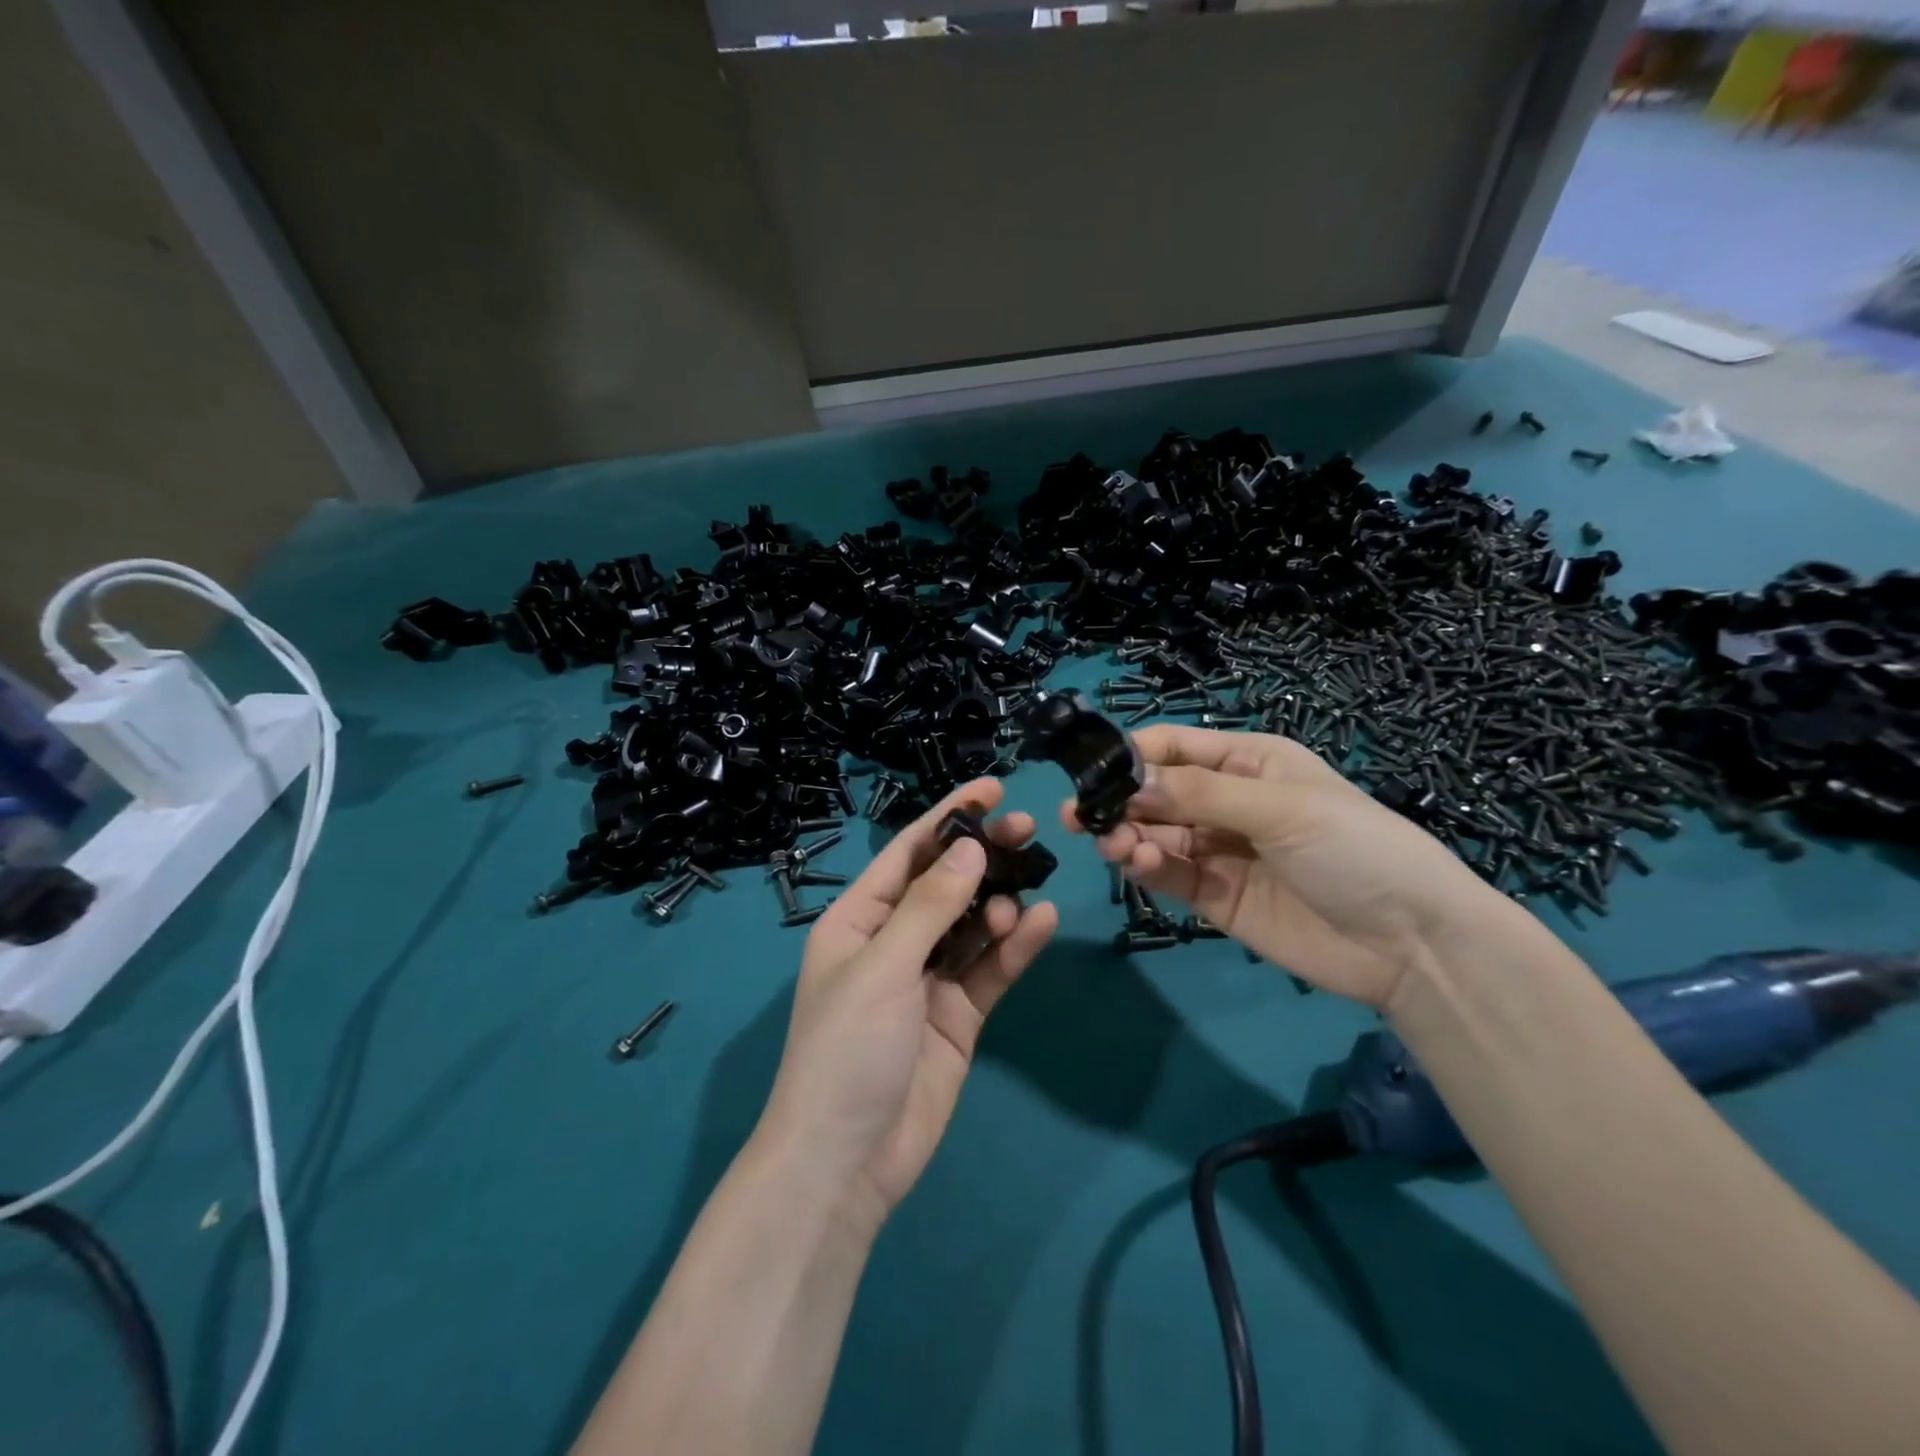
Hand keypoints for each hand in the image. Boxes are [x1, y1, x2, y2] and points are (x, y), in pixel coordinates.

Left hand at [759, 778, 1057, 1225]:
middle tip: (1028, 829)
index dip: (949, 817)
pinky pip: (990, 970)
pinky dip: (1014, 947)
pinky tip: (1041, 923)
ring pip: (973, 924)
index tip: (993, 788)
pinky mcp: (958, 1015)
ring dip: (1000, 902)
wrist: (847, 1160)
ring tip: (1028, 886)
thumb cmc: (848, 1048)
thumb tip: (969, 848)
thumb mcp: (884, 966)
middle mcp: (893, 941)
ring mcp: (928, 980)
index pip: (908, 852)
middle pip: (946, 884)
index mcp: (859, 919)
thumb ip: (930, 906)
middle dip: (983, 854)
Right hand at [1065, 725, 1505, 1008]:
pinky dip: (1144, 866)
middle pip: (1157, 792)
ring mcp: (1220, 850)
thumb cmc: (1355, 849)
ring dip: (1128, 835)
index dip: (1132, 755)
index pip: (1175, 747)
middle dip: (1120, 800)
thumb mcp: (1281, 808)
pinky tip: (1134, 863)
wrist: (1412, 944)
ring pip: (1156, 833)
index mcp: (1249, 763)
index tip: (1092, 772)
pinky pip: (1169, 873)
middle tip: (1080, 817)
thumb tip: (1127, 781)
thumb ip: (1200, 794)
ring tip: (1114, 846)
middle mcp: (1228, 801)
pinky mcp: (1215, 896)